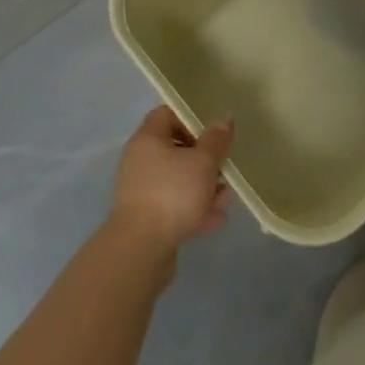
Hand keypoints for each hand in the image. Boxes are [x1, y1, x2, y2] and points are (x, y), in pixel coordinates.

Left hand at [107, 107, 232, 257]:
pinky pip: (174, 204)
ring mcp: (142, 190)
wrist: (140, 251)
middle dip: (205, 162)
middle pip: (178, 149)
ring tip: (222, 202)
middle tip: (223, 170)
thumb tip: (224, 118)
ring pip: (180, 180)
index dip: (192, 118)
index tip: (213, 132)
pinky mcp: (146, 217)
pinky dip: (192, 209)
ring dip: (204, 189)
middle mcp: (141, 160)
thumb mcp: (203, 162)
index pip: (168, 113)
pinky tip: (211, 221)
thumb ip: (216, 139)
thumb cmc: (172, 194)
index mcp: (148, 139)